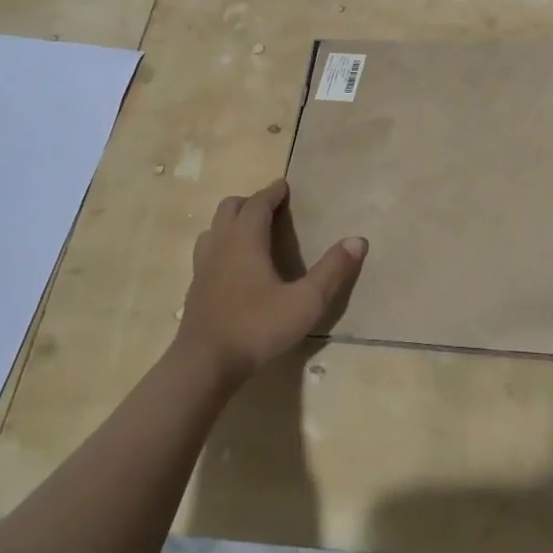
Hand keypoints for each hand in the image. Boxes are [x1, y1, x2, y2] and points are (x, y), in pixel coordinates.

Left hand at [172, 179, 365, 386]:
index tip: (284, 185)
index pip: (257, 203)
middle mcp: (220, 246)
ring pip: (213, 230)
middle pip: (230, 209)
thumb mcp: (305, 301)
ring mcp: (202, 268)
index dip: (272, 192)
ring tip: (250, 233)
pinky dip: (221, 247)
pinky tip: (233, 268)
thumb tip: (358, 240)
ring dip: (231, 223)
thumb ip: (332, 270)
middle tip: (270, 207)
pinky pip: (206, 253)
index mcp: (245, 240)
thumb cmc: (257, 327)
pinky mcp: (194, 290)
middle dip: (250, 202)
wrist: (203, 366)